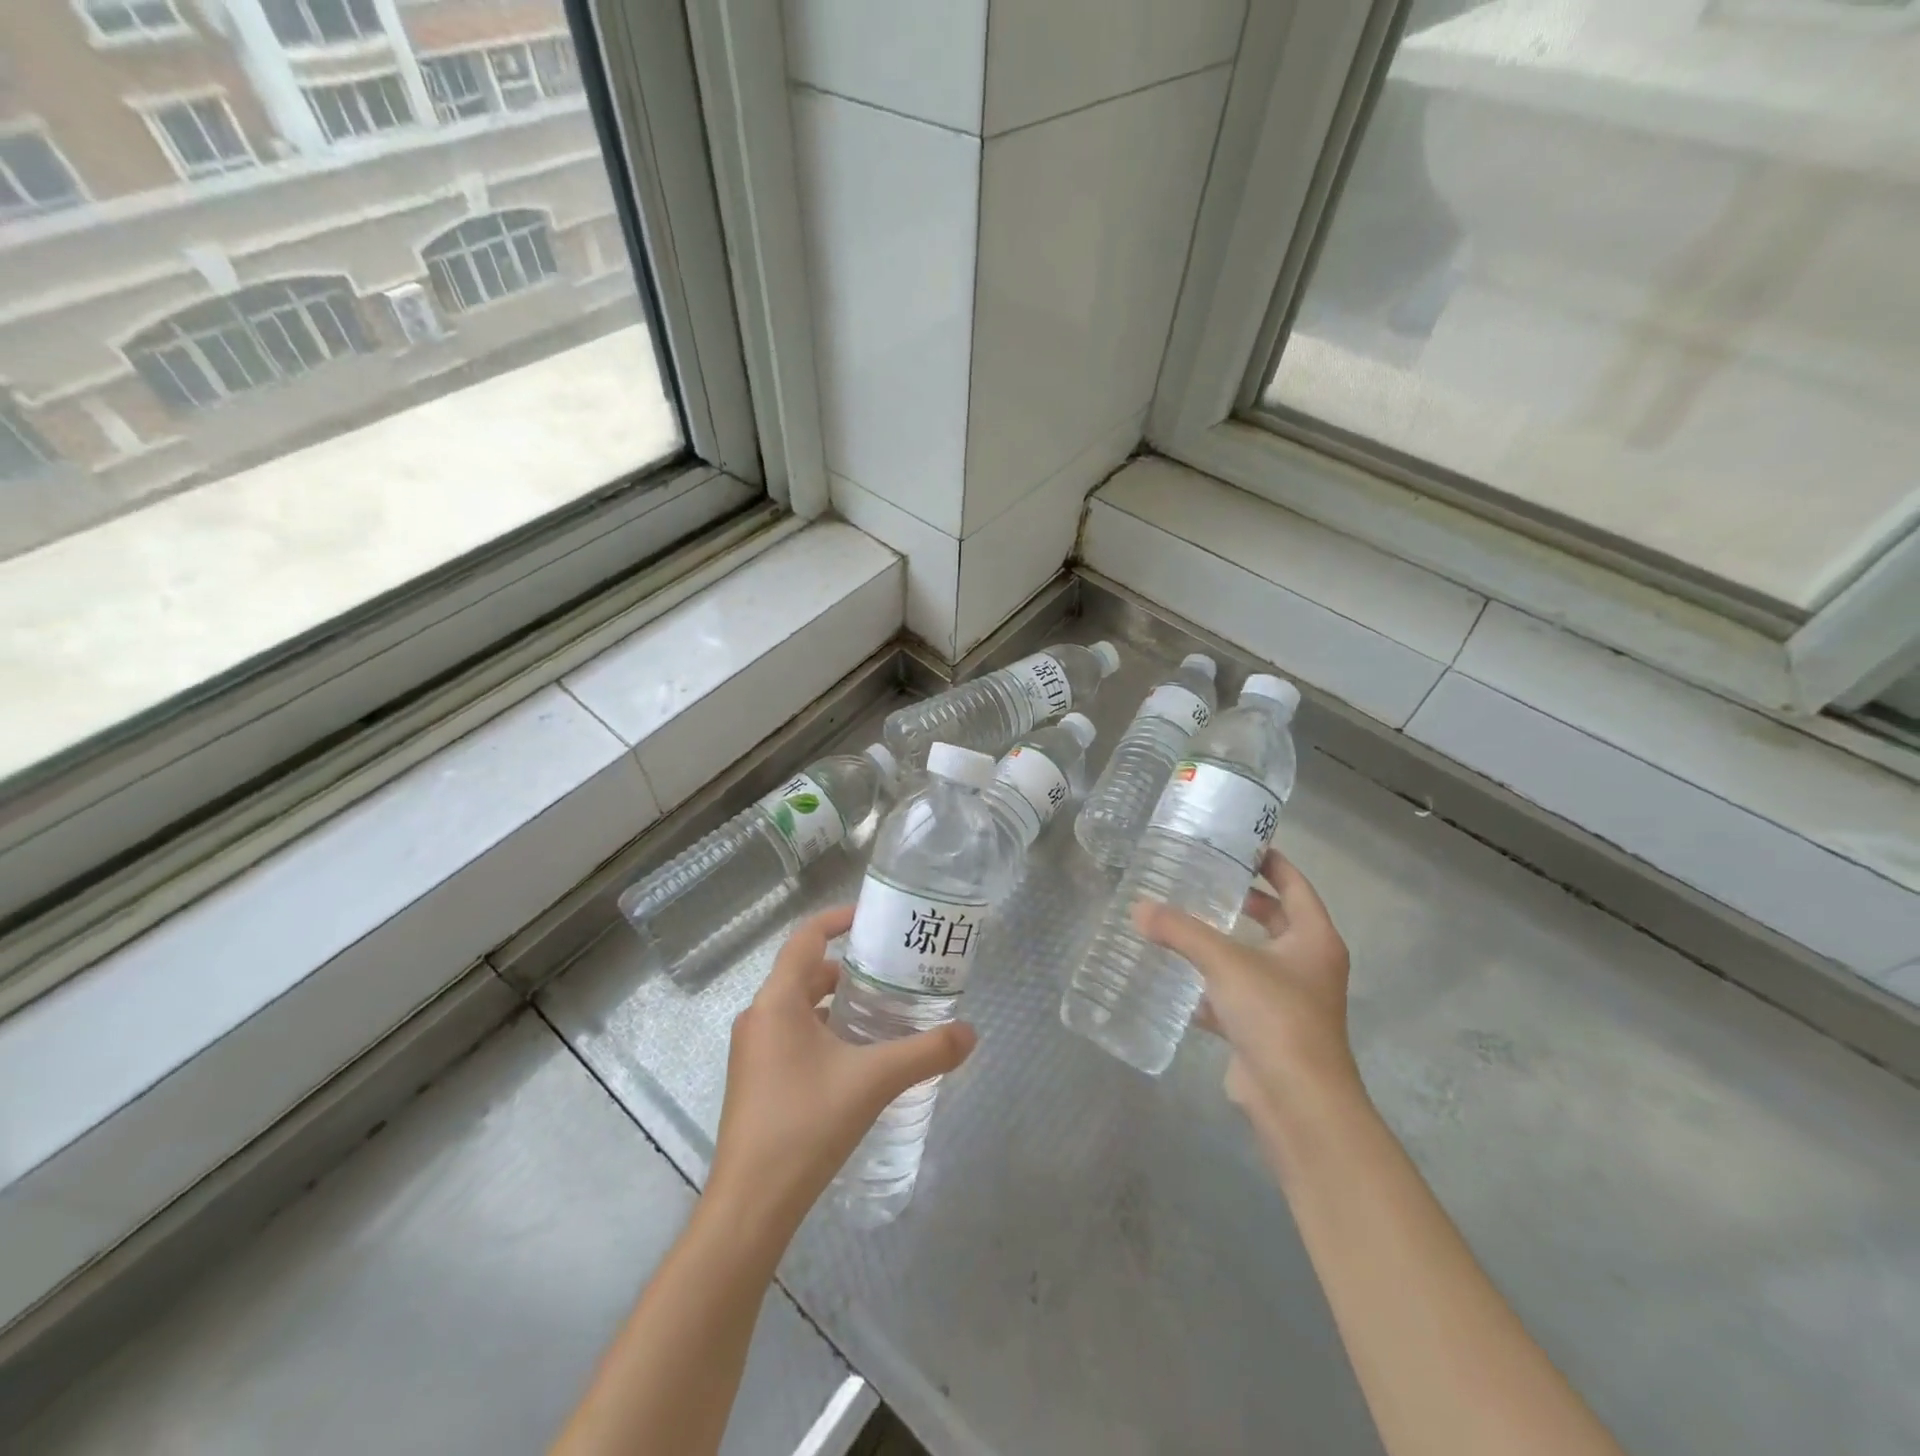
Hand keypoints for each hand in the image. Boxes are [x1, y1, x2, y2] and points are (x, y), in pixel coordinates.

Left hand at [705, 907, 976, 1240]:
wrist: (750, 1205)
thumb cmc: (806, 1124)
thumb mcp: (874, 1081)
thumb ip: (926, 1053)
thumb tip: (971, 1033)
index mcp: (777, 1002)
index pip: (805, 939)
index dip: (836, 920)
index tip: (871, 918)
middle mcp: (758, 1018)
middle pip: (803, 973)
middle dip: (846, 969)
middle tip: (890, 972)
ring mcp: (752, 1052)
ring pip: (797, 1008)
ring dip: (834, 1003)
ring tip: (879, 1012)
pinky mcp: (754, 1081)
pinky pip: (790, 1037)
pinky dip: (821, 1032)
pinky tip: (853, 1058)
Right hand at [1133, 850, 1359, 1131]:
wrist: (1297, 1101)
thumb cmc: (1275, 1016)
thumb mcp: (1225, 962)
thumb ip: (1180, 931)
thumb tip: (1138, 909)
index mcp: (1314, 939)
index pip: (1294, 885)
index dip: (1270, 861)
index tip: (1239, 843)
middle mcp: (1307, 965)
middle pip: (1276, 920)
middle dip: (1243, 901)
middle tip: (1203, 879)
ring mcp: (1289, 1000)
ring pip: (1252, 959)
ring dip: (1222, 944)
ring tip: (1182, 922)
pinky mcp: (1266, 1030)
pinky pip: (1235, 996)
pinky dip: (1210, 987)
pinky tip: (1176, 980)